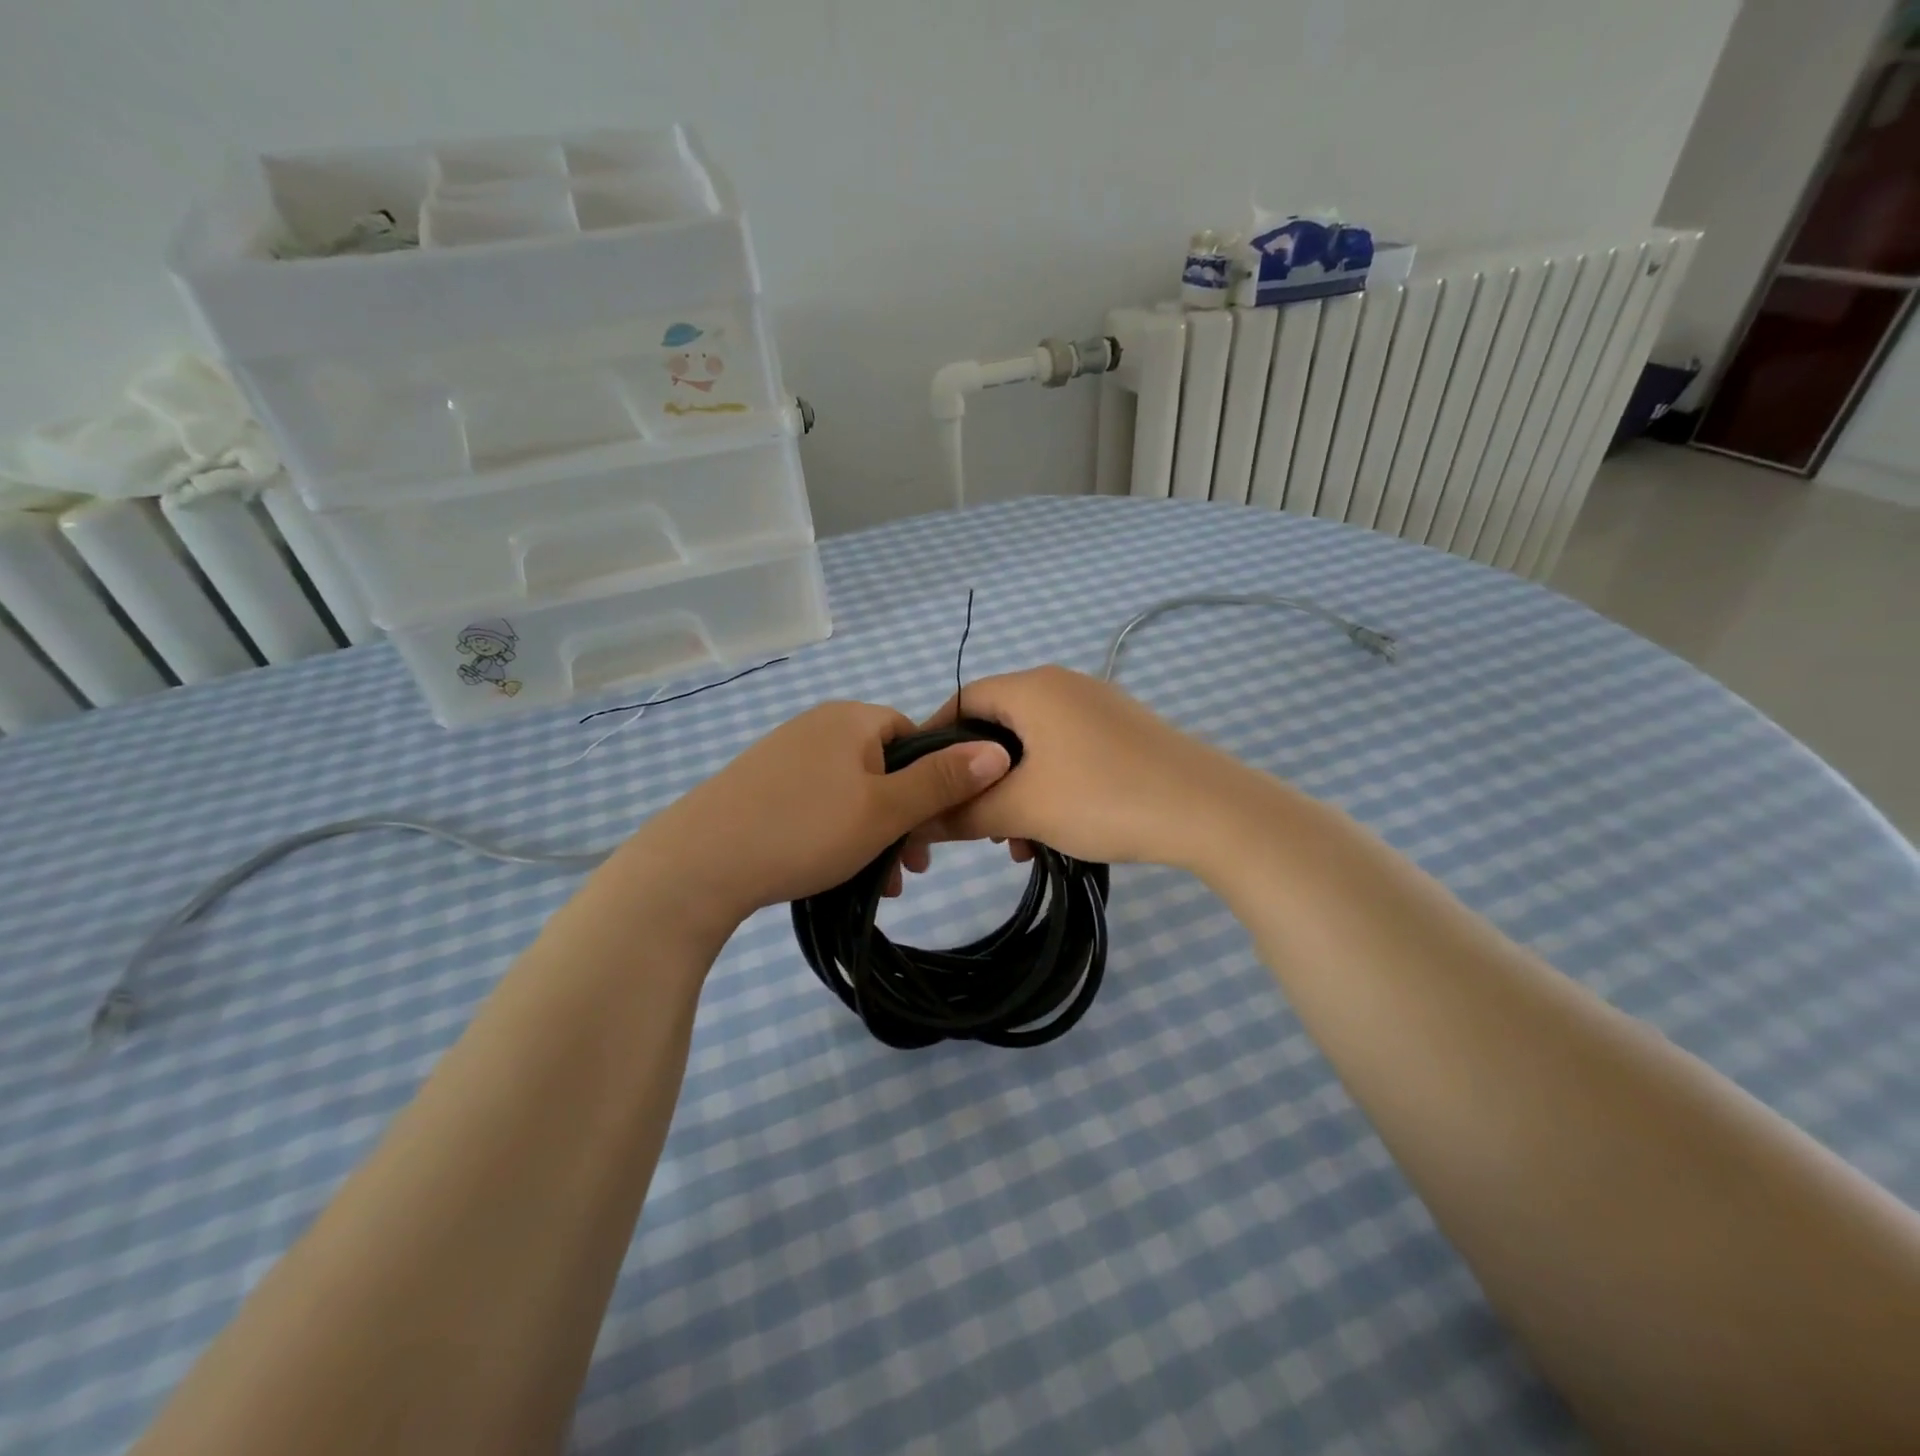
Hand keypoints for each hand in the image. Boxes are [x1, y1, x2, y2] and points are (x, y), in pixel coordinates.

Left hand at [624, 700, 1010, 932]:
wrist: (697, 863)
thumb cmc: (804, 829)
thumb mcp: (885, 810)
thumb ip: (943, 782)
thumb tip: (998, 750)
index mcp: (851, 719)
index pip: (915, 737)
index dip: (934, 782)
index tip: (936, 831)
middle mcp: (818, 726)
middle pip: (884, 767)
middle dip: (905, 818)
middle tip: (912, 868)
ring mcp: (784, 755)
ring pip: (852, 792)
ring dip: (874, 834)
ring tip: (879, 883)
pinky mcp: (760, 785)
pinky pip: (817, 803)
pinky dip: (836, 833)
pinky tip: (836, 873)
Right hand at [915, 666, 1259, 870]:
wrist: (1210, 811)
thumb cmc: (1103, 797)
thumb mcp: (1023, 809)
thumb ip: (962, 812)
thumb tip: (917, 820)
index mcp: (1034, 688)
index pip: (962, 700)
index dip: (935, 741)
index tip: (922, 784)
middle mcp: (1064, 686)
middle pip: (998, 726)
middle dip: (978, 778)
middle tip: (971, 822)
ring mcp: (1099, 708)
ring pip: (1034, 747)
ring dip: (1014, 791)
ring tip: (1014, 841)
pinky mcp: (1124, 734)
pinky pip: (1067, 754)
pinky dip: (1049, 788)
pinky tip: (1053, 833)